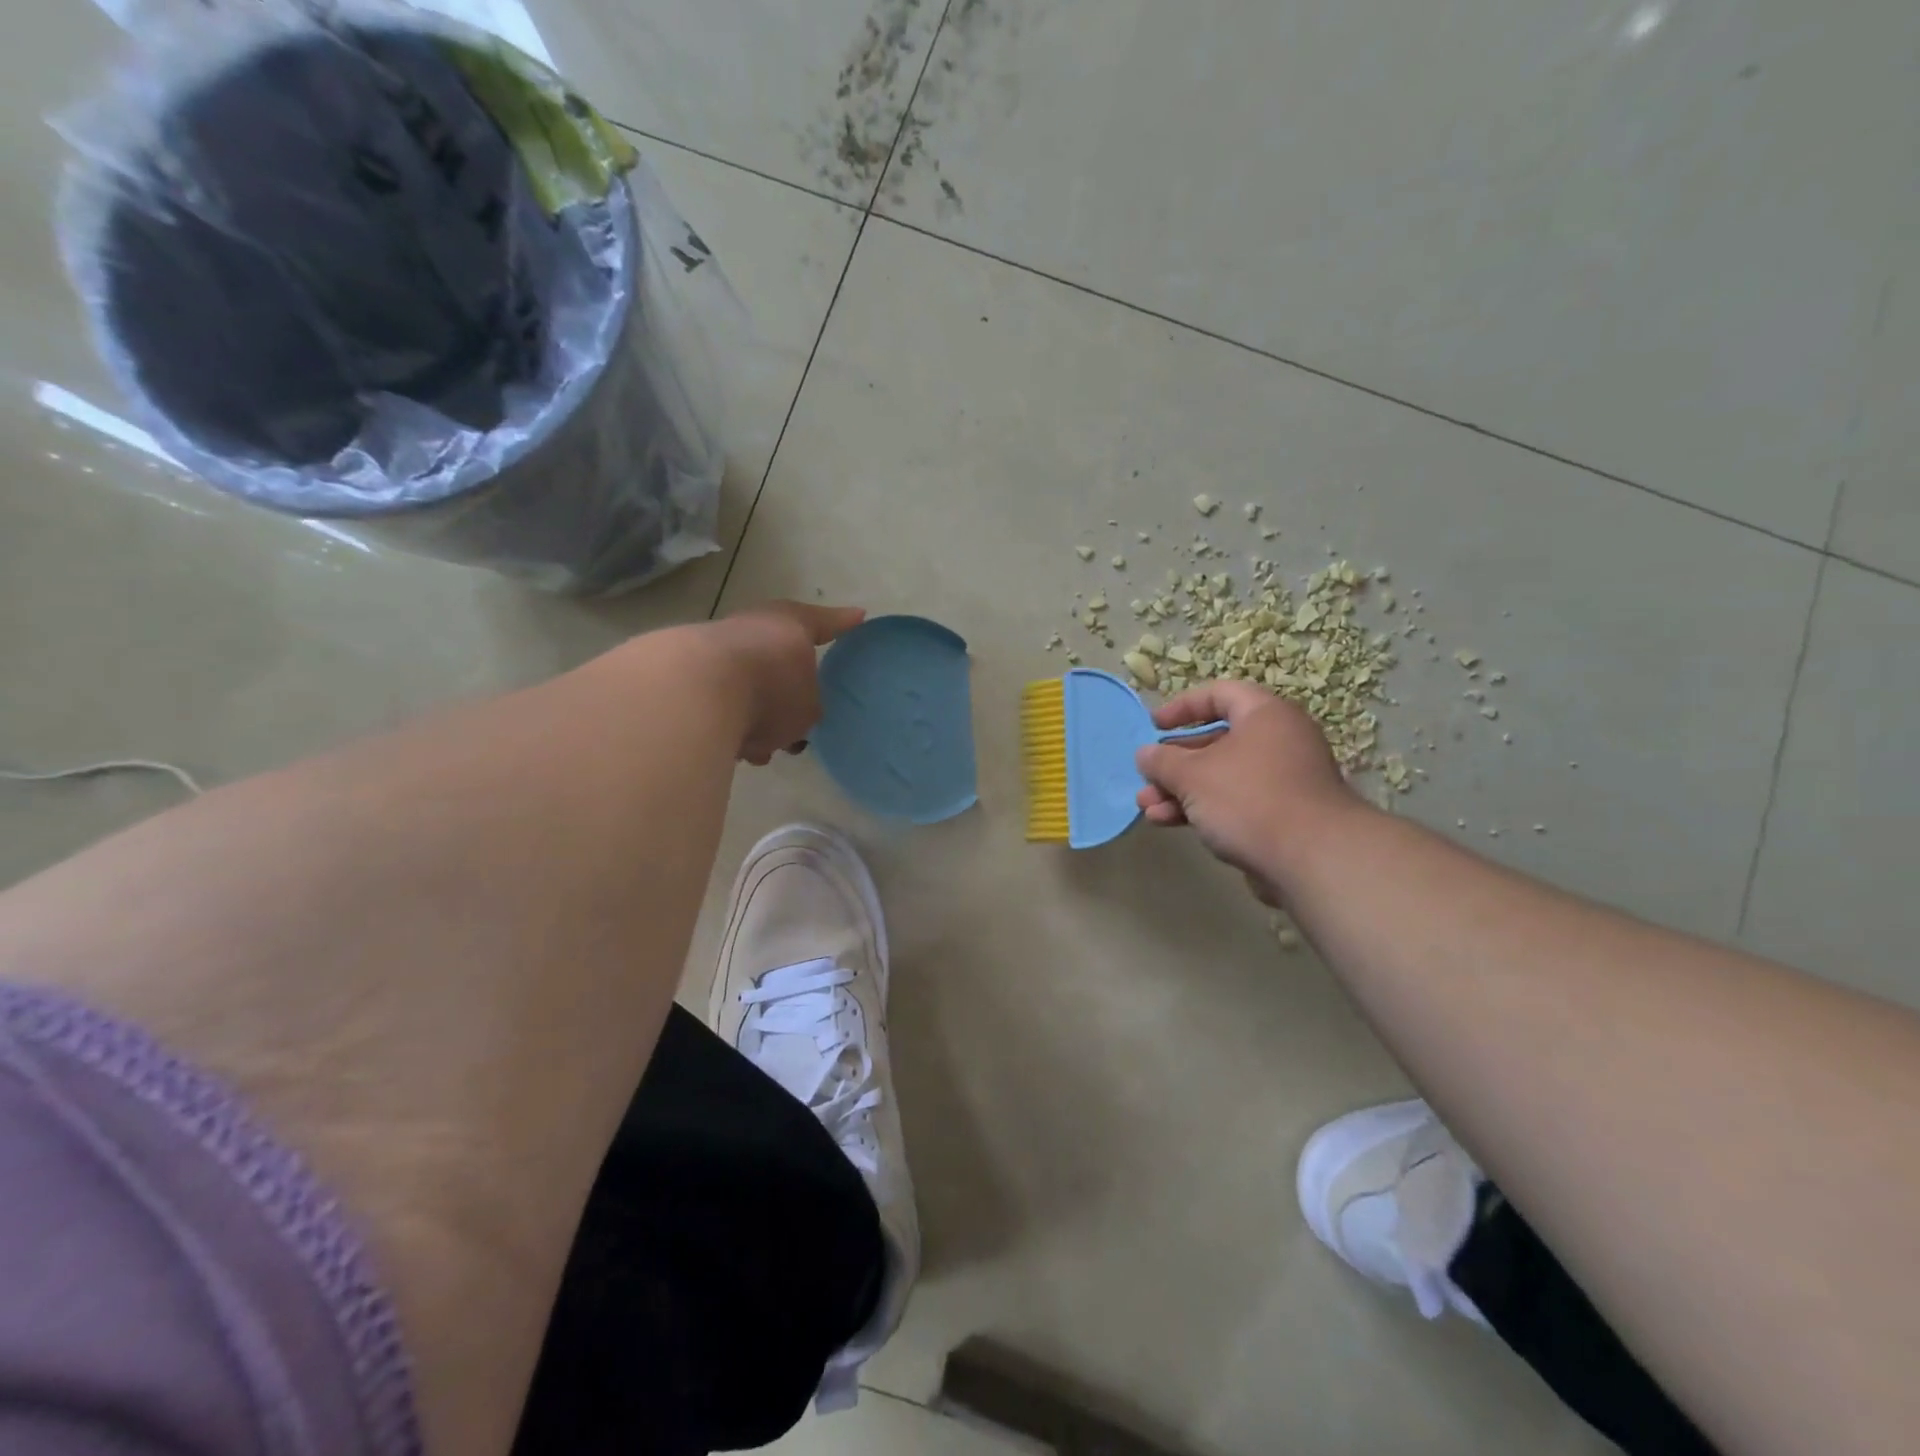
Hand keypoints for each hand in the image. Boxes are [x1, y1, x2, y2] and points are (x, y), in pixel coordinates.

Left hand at [704, 601, 864, 764]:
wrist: (693, 692)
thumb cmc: (770, 691)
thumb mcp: (808, 708)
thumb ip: (808, 707)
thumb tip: (794, 711)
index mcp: (791, 625)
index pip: (824, 623)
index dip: (841, 624)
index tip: (857, 617)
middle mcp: (754, 627)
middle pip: (780, 661)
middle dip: (787, 695)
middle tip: (797, 724)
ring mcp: (717, 648)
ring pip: (748, 687)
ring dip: (756, 717)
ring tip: (763, 750)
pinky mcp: (687, 675)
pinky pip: (721, 703)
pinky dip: (730, 724)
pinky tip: (735, 751)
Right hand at [1134, 680, 1360, 901]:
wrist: (1312, 859)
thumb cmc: (1248, 798)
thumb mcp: (1192, 775)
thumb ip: (1163, 761)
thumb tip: (1145, 754)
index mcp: (1265, 715)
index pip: (1220, 694)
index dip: (1183, 706)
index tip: (1154, 726)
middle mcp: (1278, 741)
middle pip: (1216, 741)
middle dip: (1174, 763)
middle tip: (1146, 777)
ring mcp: (1282, 781)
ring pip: (1221, 777)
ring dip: (1180, 791)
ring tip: (1148, 808)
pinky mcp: (1282, 816)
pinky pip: (1234, 803)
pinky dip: (1203, 809)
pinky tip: (1169, 823)